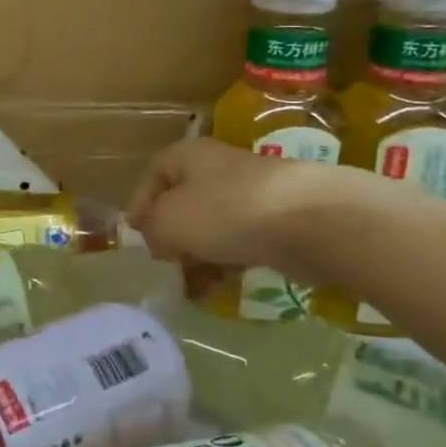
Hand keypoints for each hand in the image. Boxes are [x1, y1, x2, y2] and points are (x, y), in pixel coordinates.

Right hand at [126, 137, 356, 270]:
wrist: (311, 221)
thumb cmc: (225, 212)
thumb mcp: (168, 222)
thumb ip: (152, 231)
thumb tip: (159, 240)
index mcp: (188, 156)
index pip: (154, 175)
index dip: (140, 204)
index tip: (134, 235)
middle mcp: (217, 170)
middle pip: (183, 204)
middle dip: (171, 237)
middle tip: (165, 265)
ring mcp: (250, 196)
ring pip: (212, 228)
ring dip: (198, 257)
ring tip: (192, 289)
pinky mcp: (278, 223)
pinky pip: (241, 244)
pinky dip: (228, 265)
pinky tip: (221, 289)